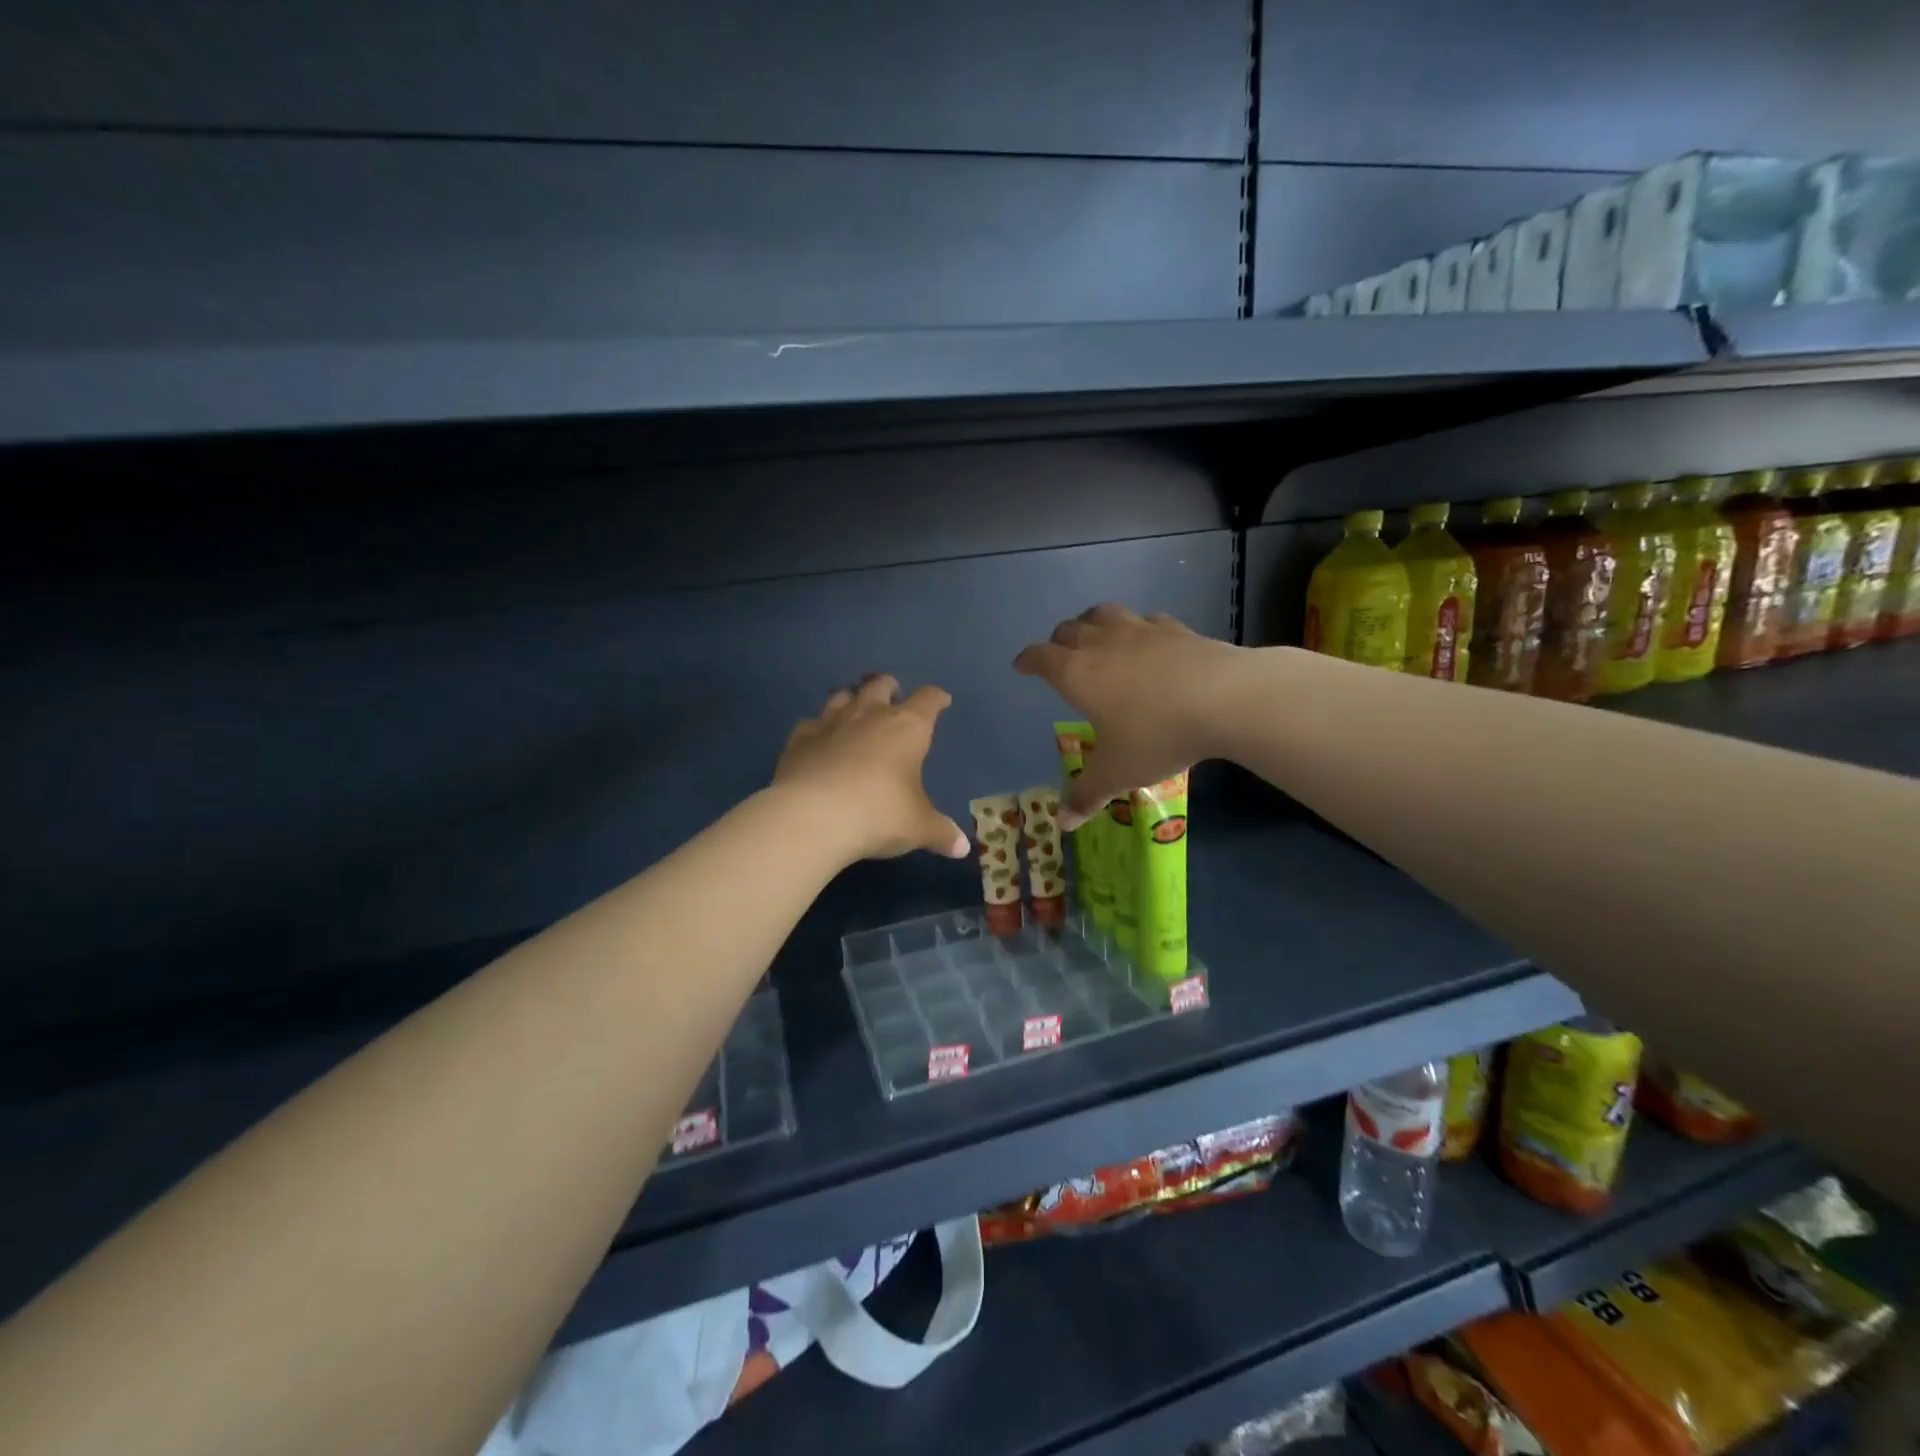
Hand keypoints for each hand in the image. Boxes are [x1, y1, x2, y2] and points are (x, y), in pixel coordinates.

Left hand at [774, 675, 970, 862]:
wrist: (812, 817)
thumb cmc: (878, 814)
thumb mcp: (917, 828)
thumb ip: (940, 832)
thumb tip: (962, 848)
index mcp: (906, 728)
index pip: (928, 700)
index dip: (936, 698)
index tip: (941, 700)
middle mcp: (869, 715)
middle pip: (881, 685)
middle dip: (890, 688)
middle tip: (893, 697)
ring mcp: (830, 723)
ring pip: (843, 695)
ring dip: (852, 700)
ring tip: (855, 712)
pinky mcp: (799, 738)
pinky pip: (811, 723)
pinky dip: (818, 728)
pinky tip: (819, 741)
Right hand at [1014, 605, 1247, 827]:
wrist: (1224, 698)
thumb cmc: (1156, 735)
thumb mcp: (1117, 772)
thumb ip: (1086, 794)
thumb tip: (1062, 822)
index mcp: (1077, 674)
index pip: (1041, 658)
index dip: (1028, 660)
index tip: (1021, 665)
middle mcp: (1102, 644)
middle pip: (1069, 630)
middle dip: (1058, 641)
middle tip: (1058, 655)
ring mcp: (1140, 631)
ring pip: (1104, 614)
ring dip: (1091, 622)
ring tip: (1094, 634)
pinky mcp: (1175, 628)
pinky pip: (1146, 620)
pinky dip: (1137, 628)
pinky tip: (1146, 639)